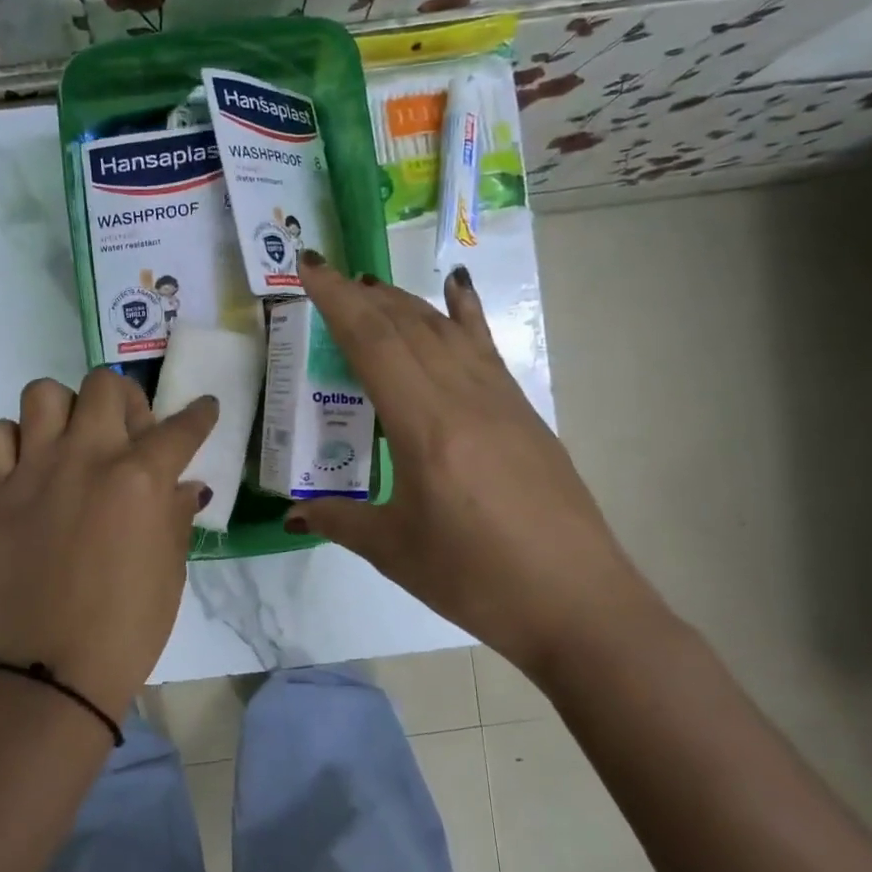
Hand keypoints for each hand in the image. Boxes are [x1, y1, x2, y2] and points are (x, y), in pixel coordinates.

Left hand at [0, 369, 216, 720]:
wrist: (55, 668)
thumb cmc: (129, 625)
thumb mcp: (171, 568)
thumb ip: (176, 514)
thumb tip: (183, 485)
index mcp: (140, 478)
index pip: (181, 428)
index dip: (200, 415)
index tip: (205, 409)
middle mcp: (87, 457)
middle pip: (105, 385)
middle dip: (127, 400)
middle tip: (129, 433)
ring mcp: (34, 470)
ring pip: (43, 393)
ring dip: (65, 409)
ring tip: (73, 440)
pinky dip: (8, 439)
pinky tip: (26, 463)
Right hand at [288, 252, 669, 682]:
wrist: (579, 605)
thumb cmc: (477, 581)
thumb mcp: (395, 551)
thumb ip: (339, 520)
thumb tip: (293, 513)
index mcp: (425, 426)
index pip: (374, 343)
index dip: (337, 300)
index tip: (310, 266)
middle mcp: (464, 398)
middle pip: (407, 326)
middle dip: (363, 295)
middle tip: (328, 277)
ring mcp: (501, 401)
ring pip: (445, 331)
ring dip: (404, 302)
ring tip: (371, 287)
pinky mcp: (525, 413)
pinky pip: (484, 349)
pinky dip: (464, 315)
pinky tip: (458, 290)